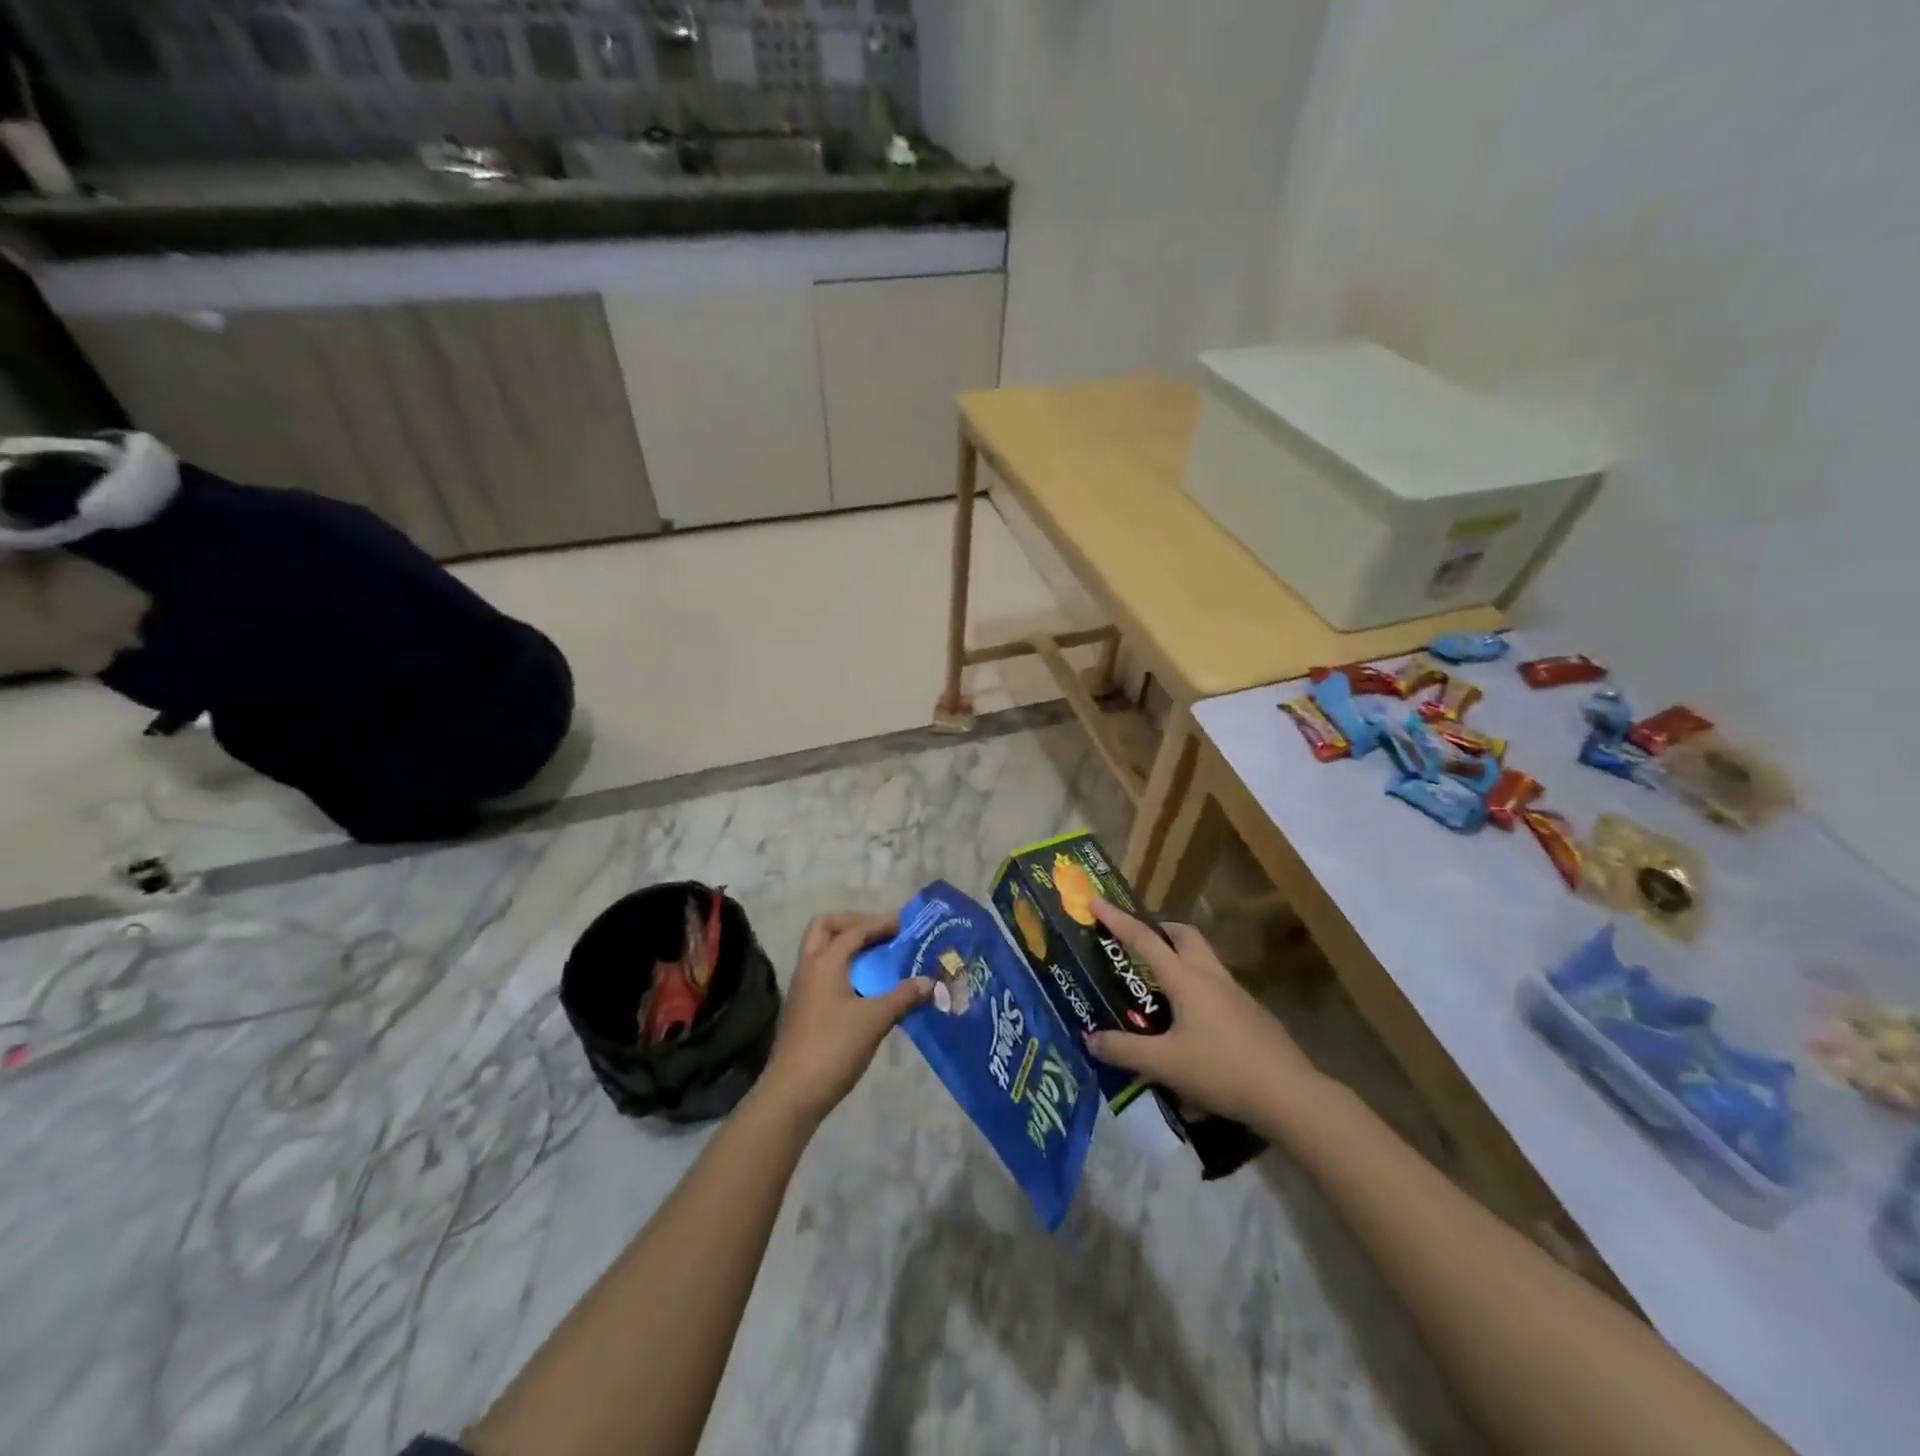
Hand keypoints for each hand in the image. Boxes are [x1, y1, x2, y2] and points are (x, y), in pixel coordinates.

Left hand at [760, 912, 930, 1126]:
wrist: (792, 1093)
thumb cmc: (833, 1048)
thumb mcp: (874, 1020)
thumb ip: (903, 997)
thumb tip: (929, 982)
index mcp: (824, 963)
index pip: (853, 931)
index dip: (879, 924)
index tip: (904, 924)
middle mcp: (809, 968)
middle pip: (825, 928)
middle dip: (853, 924)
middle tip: (880, 932)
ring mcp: (803, 989)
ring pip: (822, 950)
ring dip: (847, 946)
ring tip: (878, 956)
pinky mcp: (804, 1008)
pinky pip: (824, 972)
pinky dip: (844, 967)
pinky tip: (866, 986)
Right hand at [1085, 899, 1319, 1125]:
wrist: (1289, 1094)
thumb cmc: (1221, 1070)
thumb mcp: (1164, 1064)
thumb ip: (1124, 1050)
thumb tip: (1089, 1039)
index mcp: (1186, 980)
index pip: (1144, 940)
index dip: (1117, 919)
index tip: (1096, 899)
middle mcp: (1211, 977)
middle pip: (1184, 935)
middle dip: (1158, 929)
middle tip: (1137, 939)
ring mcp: (1236, 994)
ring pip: (1204, 959)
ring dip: (1180, 957)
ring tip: (1160, 983)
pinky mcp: (1252, 1014)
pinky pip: (1217, 987)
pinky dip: (1197, 988)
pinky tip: (1191, 1022)